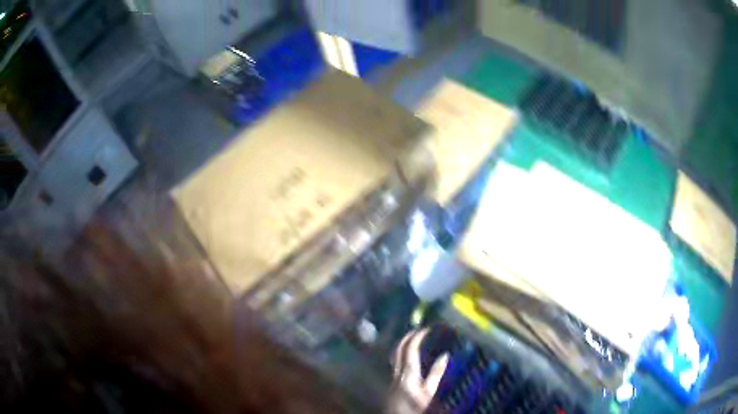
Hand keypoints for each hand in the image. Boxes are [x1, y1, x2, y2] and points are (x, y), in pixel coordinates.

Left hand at [388, 328, 448, 412]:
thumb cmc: (416, 408)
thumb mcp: (430, 392)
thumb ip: (436, 374)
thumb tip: (445, 355)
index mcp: (408, 373)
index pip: (410, 348)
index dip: (417, 336)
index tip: (426, 328)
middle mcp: (397, 373)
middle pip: (398, 349)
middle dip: (407, 337)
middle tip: (418, 330)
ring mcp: (392, 378)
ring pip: (395, 356)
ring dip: (403, 346)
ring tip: (414, 341)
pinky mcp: (391, 384)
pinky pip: (396, 364)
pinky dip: (402, 356)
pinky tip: (410, 360)